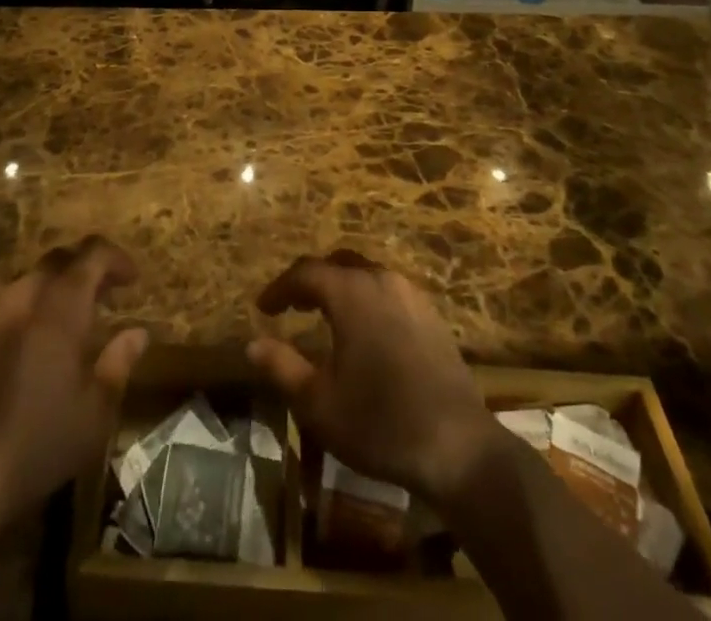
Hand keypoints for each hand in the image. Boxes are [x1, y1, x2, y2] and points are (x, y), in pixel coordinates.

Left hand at [0, 237, 145, 619]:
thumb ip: (118, 364)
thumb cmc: (33, 449)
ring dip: (48, 292)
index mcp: (59, 313)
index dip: (115, 258)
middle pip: (54, 262)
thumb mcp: (92, 416)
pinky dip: (16, 316)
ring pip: (22, 284)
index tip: (131, 279)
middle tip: (99, 296)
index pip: (91, 257)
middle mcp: (20, 303)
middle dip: (81, 269)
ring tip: (60, 325)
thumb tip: (138, 333)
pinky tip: (18, 351)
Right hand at [246, 250, 502, 505]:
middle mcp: (380, 279)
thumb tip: (252, 344)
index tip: (263, 307)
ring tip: (323, 315)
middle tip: (292, 306)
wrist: (458, 446)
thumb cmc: (380, 423)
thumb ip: (281, 367)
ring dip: (340, 287)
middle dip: (311, 281)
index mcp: (351, 292)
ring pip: (365, 274)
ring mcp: (410, 294)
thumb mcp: (318, 403)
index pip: (306, 272)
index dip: (280, 287)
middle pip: (338, 264)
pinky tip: (363, 329)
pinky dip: (365, 297)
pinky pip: (387, 290)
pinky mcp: (430, 314)